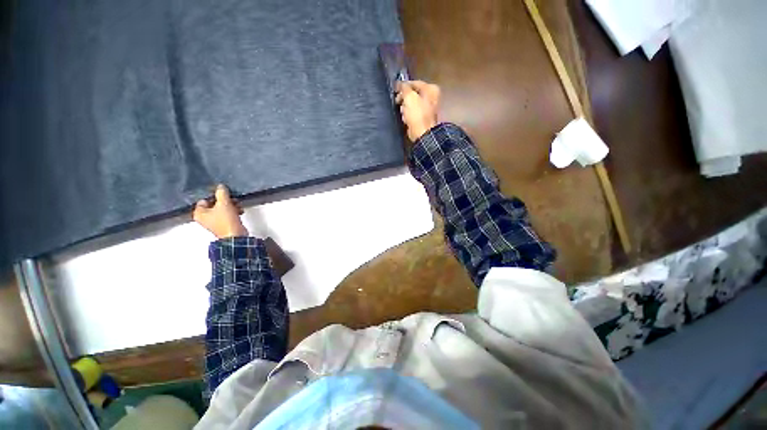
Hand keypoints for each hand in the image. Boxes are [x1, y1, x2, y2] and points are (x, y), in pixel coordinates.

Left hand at [193, 184, 248, 238]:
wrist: (235, 235)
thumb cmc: (226, 221)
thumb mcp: (224, 203)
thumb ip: (221, 193)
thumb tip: (221, 187)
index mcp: (199, 213)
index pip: (204, 200)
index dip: (214, 196)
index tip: (223, 194)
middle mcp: (204, 218)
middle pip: (214, 204)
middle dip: (224, 201)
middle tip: (232, 199)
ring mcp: (214, 222)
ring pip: (222, 209)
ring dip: (231, 206)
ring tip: (238, 205)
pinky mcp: (224, 224)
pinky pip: (227, 214)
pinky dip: (233, 212)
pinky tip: (239, 211)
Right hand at [395, 80, 439, 141]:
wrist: (422, 134)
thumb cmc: (417, 114)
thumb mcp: (409, 97)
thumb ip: (404, 88)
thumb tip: (399, 84)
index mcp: (431, 89)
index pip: (414, 83)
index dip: (403, 86)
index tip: (394, 90)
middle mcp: (432, 97)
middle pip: (413, 94)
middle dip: (404, 98)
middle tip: (397, 101)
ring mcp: (428, 109)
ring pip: (412, 104)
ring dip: (405, 108)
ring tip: (402, 112)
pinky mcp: (423, 119)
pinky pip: (413, 114)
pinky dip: (408, 115)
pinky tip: (405, 119)